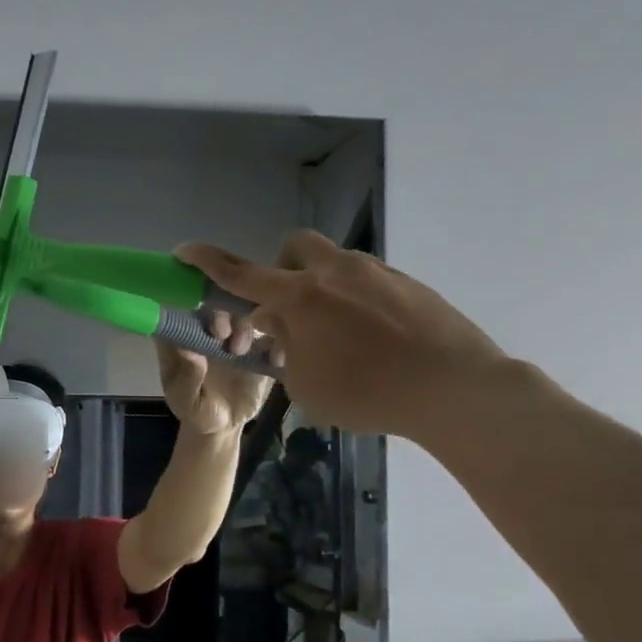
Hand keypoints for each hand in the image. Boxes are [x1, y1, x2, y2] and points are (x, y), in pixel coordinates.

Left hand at [156, 308, 272, 435]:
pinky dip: (277, 339)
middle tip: (222, 335)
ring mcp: (236, 333)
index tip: (203, 323)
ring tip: (239, 351)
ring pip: (246, 311)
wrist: (224, 425)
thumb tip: (190, 352)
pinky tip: (274, 359)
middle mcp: (210, 326)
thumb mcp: (184, 401)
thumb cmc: (195, 410)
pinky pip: (273, 332)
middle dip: (221, 313)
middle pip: (217, 302)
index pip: (185, 304)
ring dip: (244, 325)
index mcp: (184, 334)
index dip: (193, 305)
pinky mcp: (260, 344)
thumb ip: (186, 378)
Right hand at [176, 232, 508, 444]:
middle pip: (294, 248)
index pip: (241, 274)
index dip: (207, 261)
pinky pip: (367, 282)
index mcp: (302, 297)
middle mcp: (336, 272)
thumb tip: (280, 325)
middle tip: (288, 311)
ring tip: (336, 337)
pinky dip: (354, 302)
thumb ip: (284, 348)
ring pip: (334, 264)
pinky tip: (373, 341)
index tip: (184, 250)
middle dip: (281, 271)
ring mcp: (377, 273)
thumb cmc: (368, 393)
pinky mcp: (409, 284)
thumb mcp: (306, 383)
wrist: (457, 389)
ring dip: (320, 289)